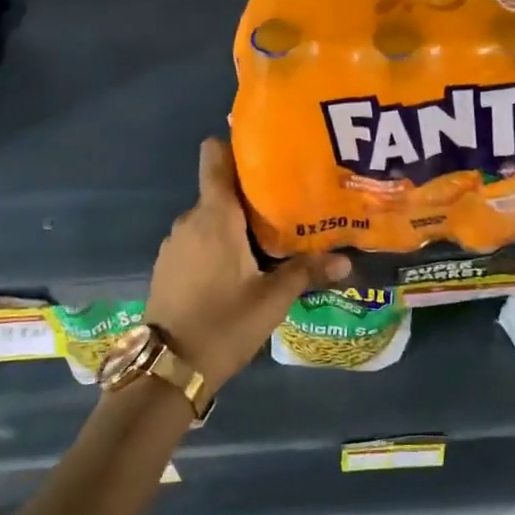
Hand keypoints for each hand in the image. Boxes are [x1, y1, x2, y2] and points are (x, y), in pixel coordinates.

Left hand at [145, 139, 350, 391]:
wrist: (168, 368)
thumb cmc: (224, 323)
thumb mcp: (272, 299)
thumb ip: (307, 272)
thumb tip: (347, 260)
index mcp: (215, 215)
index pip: (215, 157)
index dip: (236, 146)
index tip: (265, 151)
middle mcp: (190, 220)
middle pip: (221, 190)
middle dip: (251, 194)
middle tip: (288, 204)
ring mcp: (174, 243)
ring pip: (210, 217)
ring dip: (235, 223)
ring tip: (269, 238)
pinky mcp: (167, 265)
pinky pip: (197, 239)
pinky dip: (217, 243)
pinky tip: (239, 267)